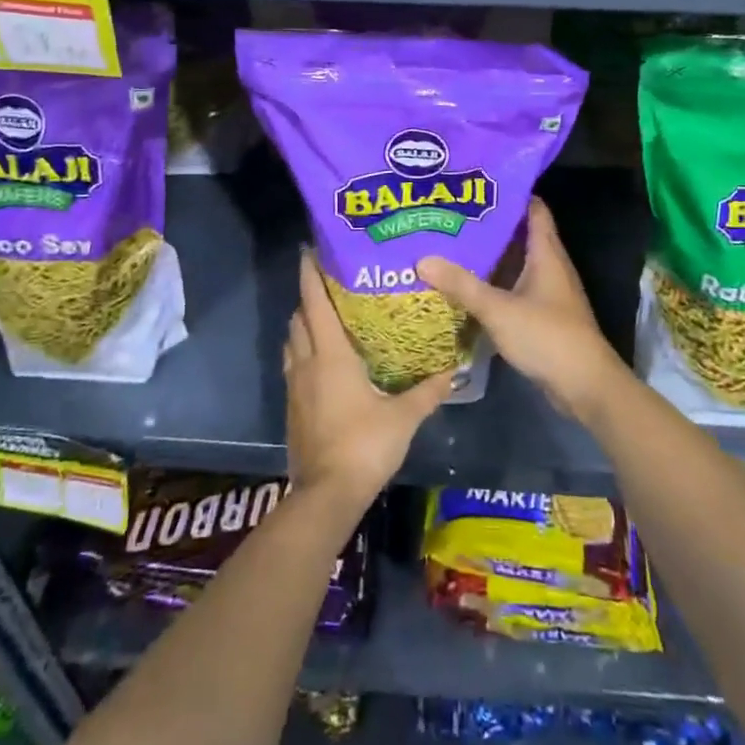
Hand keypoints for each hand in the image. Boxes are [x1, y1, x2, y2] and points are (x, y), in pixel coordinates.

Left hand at [284, 251, 454, 508]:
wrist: (326, 494)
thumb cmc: (365, 446)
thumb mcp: (403, 418)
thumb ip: (427, 392)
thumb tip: (453, 372)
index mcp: (330, 355)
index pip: (315, 302)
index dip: (310, 274)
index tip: (309, 251)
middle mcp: (307, 362)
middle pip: (299, 317)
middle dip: (309, 296)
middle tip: (330, 284)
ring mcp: (295, 385)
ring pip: (292, 341)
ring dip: (303, 324)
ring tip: (326, 318)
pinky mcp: (292, 406)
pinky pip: (292, 364)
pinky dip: (302, 351)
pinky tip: (322, 361)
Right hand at [418, 197, 629, 422]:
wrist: (586, 387)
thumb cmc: (547, 336)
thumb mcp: (498, 308)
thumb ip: (461, 284)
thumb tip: (423, 259)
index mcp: (546, 254)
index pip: (533, 209)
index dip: (509, 194)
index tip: (477, 185)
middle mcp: (549, 267)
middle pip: (519, 236)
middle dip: (488, 226)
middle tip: (451, 216)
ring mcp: (547, 293)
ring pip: (515, 265)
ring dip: (488, 258)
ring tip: (450, 247)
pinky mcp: (541, 316)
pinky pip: (513, 290)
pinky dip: (492, 285)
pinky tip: (465, 288)